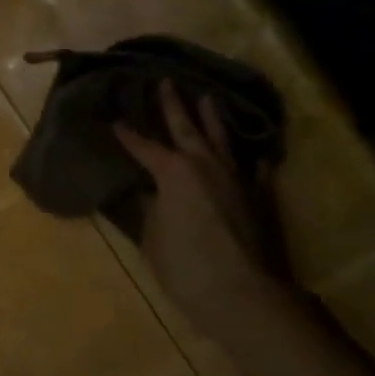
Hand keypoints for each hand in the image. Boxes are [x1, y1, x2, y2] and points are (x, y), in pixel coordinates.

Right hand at [114, 83, 291, 333]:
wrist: (242, 293)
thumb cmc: (185, 266)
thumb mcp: (152, 237)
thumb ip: (149, 209)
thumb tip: (146, 192)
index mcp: (173, 172)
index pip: (144, 147)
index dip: (128, 135)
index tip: (115, 121)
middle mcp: (206, 165)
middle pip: (186, 128)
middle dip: (173, 105)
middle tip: (165, 82)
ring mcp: (236, 178)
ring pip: (222, 139)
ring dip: (212, 118)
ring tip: (206, 97)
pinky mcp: (259, 196)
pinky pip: (254, 170)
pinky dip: (251, 161)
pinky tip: (255, 156)